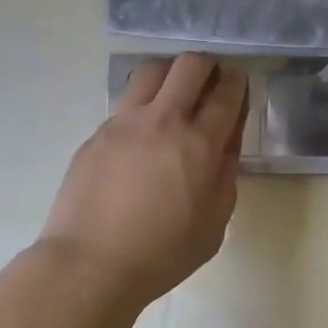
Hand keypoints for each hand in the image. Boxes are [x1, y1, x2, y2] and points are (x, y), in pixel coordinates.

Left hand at [39, 53, 248, 302]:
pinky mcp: (98, 132)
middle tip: (209, 79)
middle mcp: (164, 120)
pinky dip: (141, 104)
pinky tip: (140, 132)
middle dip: (206, 64)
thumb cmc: (161, 254)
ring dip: (169, 72)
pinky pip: (125, 102)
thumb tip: (226, 145)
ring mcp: (125, 122)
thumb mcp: (214, 225)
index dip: (236, 80)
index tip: (237, 80)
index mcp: (199, 144)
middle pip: (189, 65)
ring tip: (172, 92)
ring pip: (151, 70)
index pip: (226, 93)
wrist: (90, 263)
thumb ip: (226, 177)